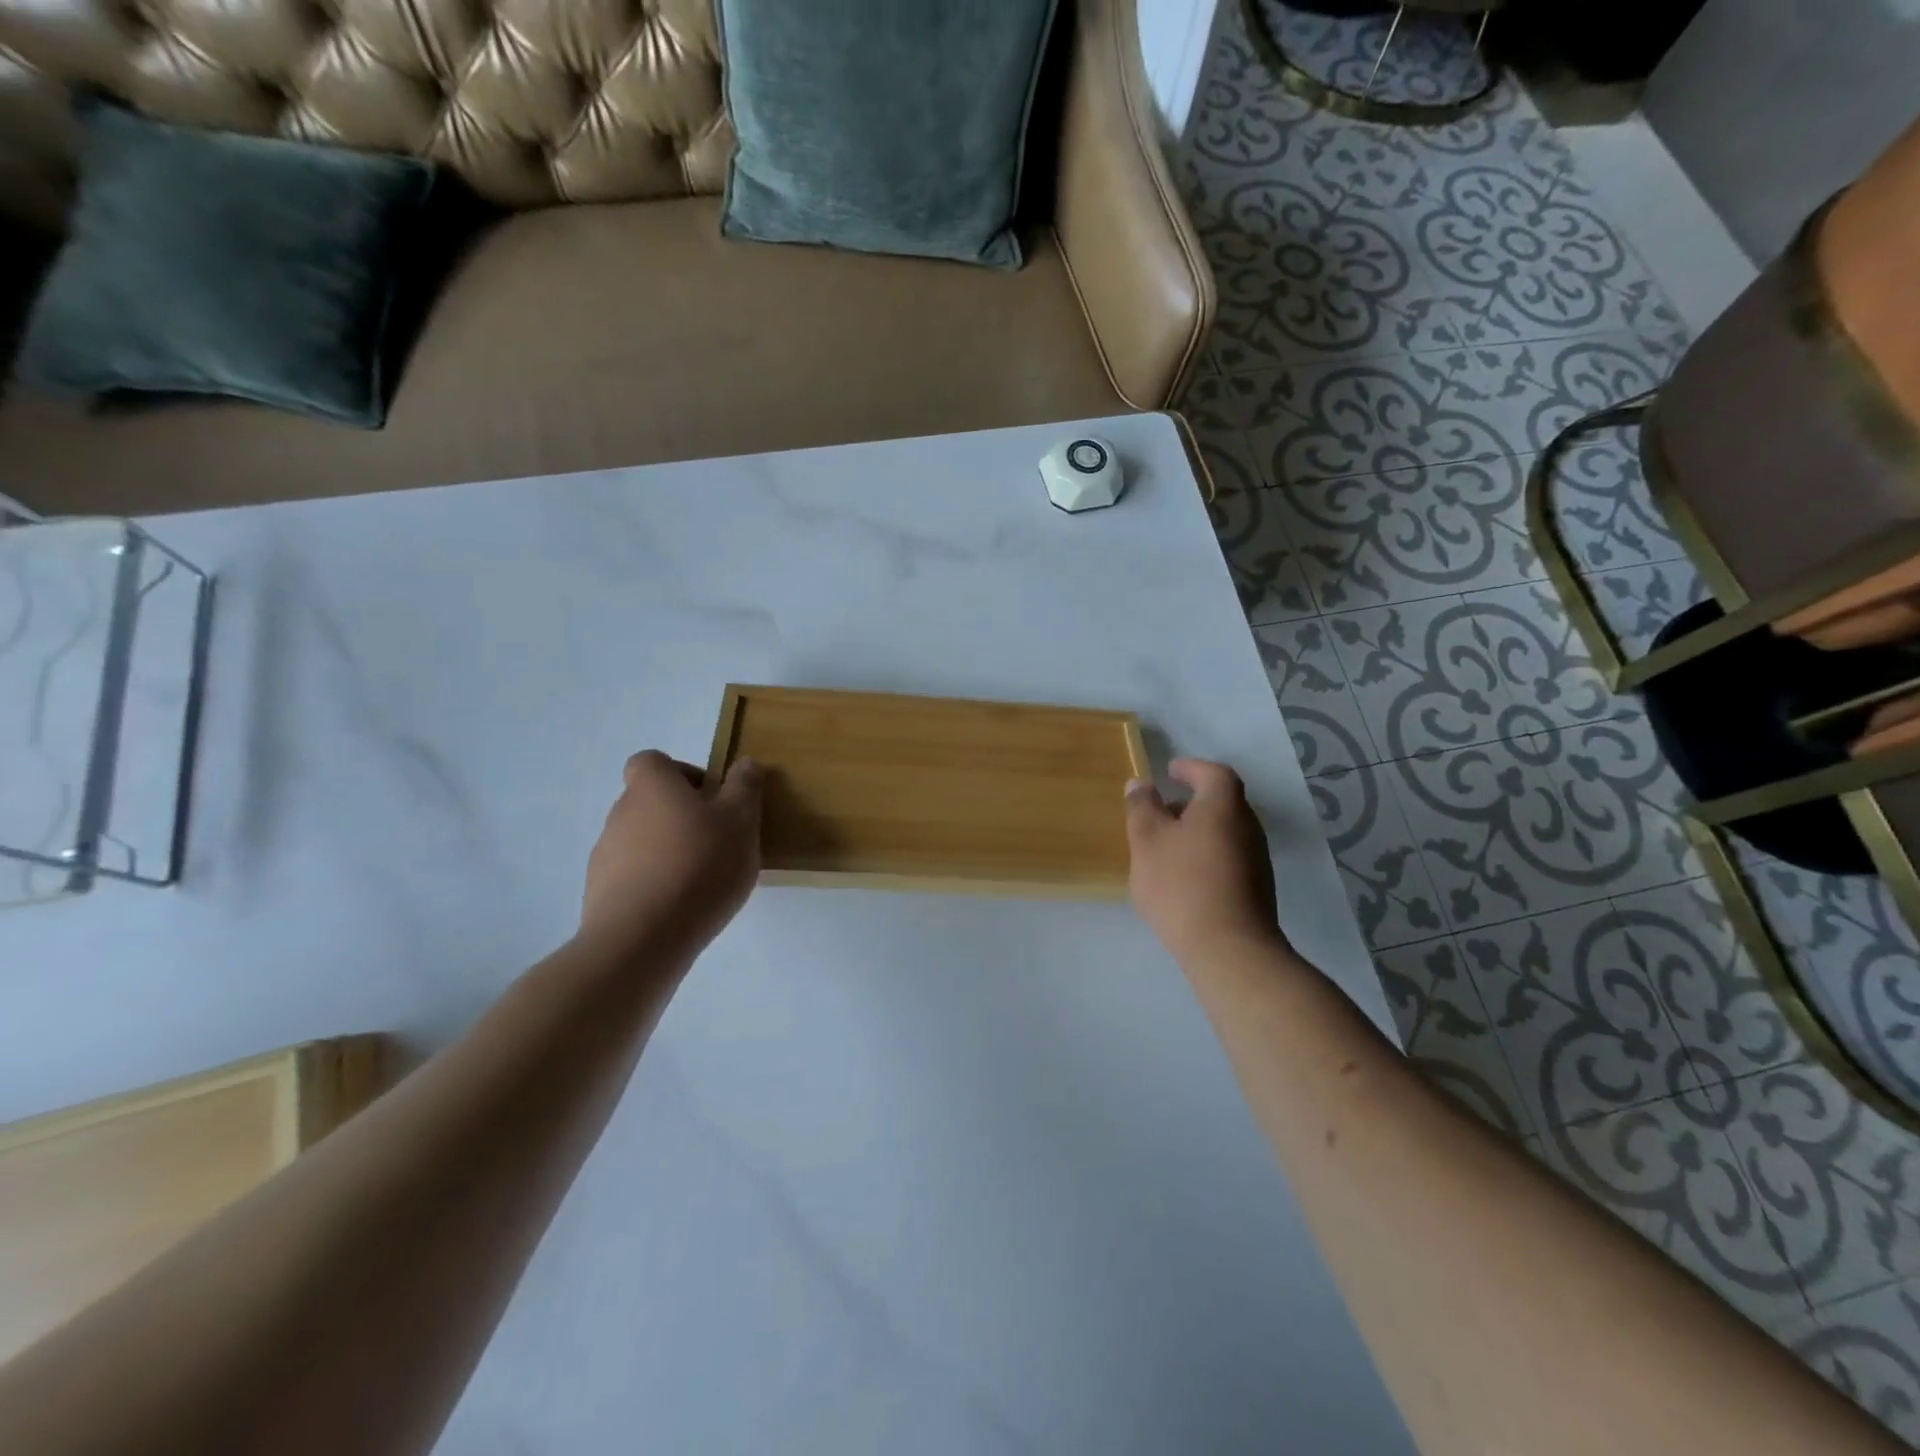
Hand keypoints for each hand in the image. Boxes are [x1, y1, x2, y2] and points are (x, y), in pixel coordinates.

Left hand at [580, 750, 763, 961]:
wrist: (642, 938)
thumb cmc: (699, 866)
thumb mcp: (740, 821)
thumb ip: (744, 787)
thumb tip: (743, 763)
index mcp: (652, 787)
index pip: (652, 761)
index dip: (681, 773)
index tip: (710, 799)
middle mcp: (621, 813)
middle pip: (649, 802)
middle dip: (681, 817)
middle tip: (717, 843)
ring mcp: (605, 855)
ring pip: (642, 841)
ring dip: (668, 852)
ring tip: (701, 881)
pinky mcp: (600, 893)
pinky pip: (633, 877)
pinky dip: (654, 884)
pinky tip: (680, 908)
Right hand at [1125, 758, 1282, 964]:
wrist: (1228, 948)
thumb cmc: (1181, 883)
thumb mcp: (1147, 840)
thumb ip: (1142, 807)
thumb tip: (1140, 783)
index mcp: (1223, 806)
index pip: (1213, 773)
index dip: (1192, 768)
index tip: (1170, 771)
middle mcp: (1247, 826)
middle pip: (1221, 802)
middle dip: (1192, 801)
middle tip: (1162, 810)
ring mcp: (1256, 859)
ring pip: (1224, 831)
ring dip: (1198, 830)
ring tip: (1166, 846)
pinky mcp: (1256, 889)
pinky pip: (1228, 857)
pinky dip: (1206, 854)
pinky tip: (1183, 877)